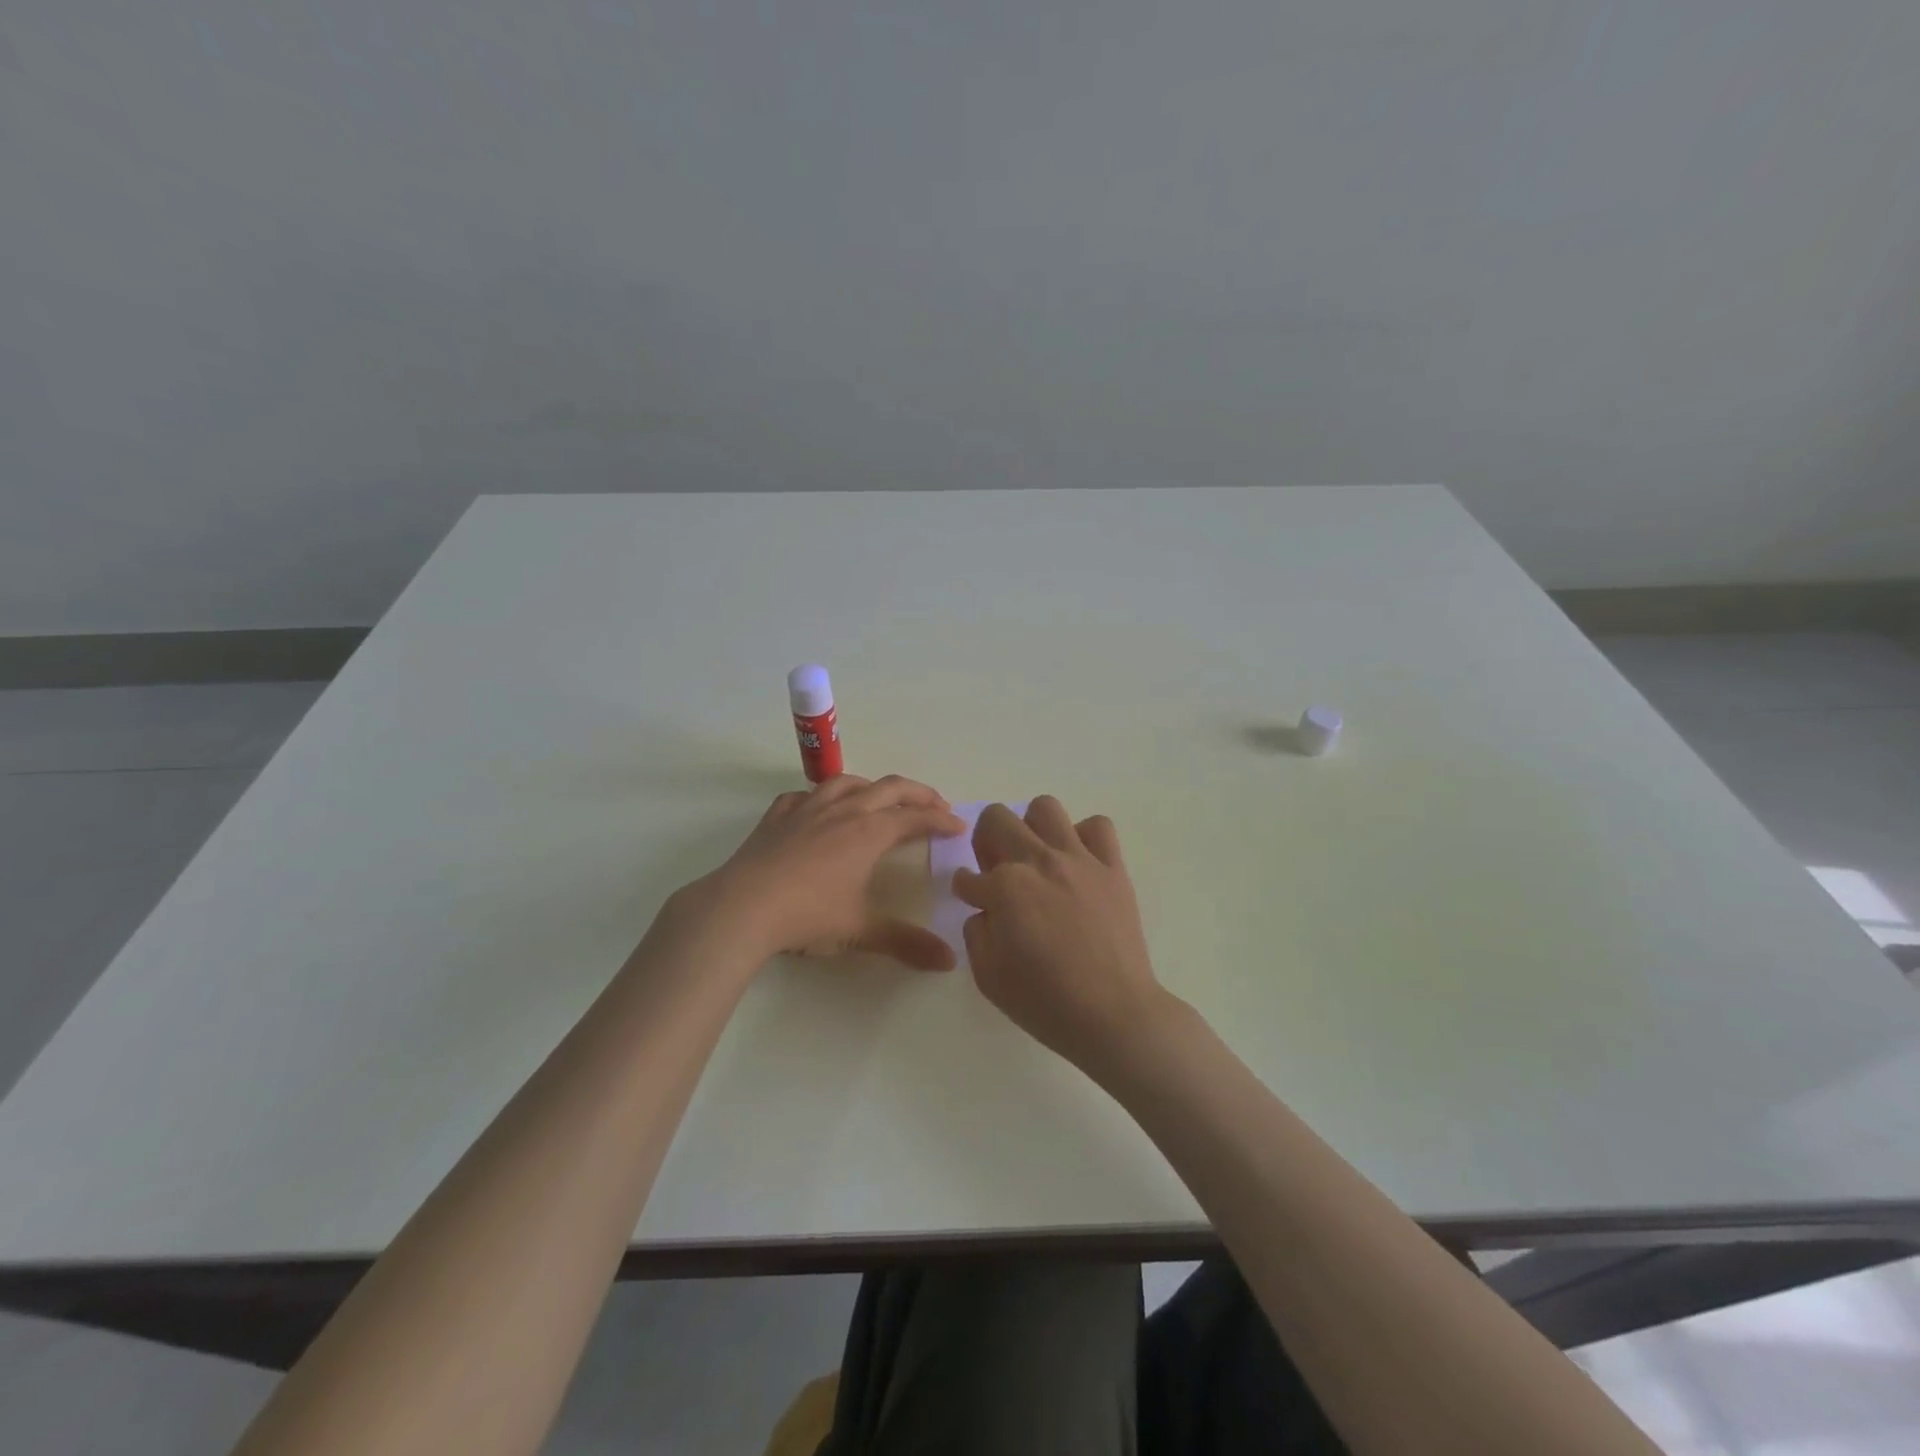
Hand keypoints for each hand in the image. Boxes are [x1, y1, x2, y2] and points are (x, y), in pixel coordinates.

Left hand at [691, 775, 965, 969]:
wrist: (742, 908)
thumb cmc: (808, 915)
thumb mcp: (861, 931)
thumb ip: (906, 942)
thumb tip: (949, 961)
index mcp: (869, 833)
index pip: (915, 817)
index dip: (941, 819)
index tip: (959, 825)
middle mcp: (843, 811)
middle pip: (889, 788)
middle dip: (918, 793)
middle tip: (936, 805)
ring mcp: (807, 809)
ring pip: (847, 783)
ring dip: (873, 787)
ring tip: (882, 798)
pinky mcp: (777, 816)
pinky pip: (805, 795)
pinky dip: (822, 796)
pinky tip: (820, 809)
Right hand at [953, 797, 1164, 1069]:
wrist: (1113, 1015)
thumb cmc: (1045, 1002)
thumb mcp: (988, 977)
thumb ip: (976, 932)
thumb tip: (986, 910)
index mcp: (1004, 887)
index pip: (968, 877)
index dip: (966, 890)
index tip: (973, 900)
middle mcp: (1039, 861)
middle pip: (997, 819)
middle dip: (986, 841)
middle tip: (996, 869)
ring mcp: (1079, 860)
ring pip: (1045, 808)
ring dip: (1031, 827)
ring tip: (1036, 856)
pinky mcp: (1112, 867)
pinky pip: (1098, 827)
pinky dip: (1083, 837)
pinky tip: (1078, 863)